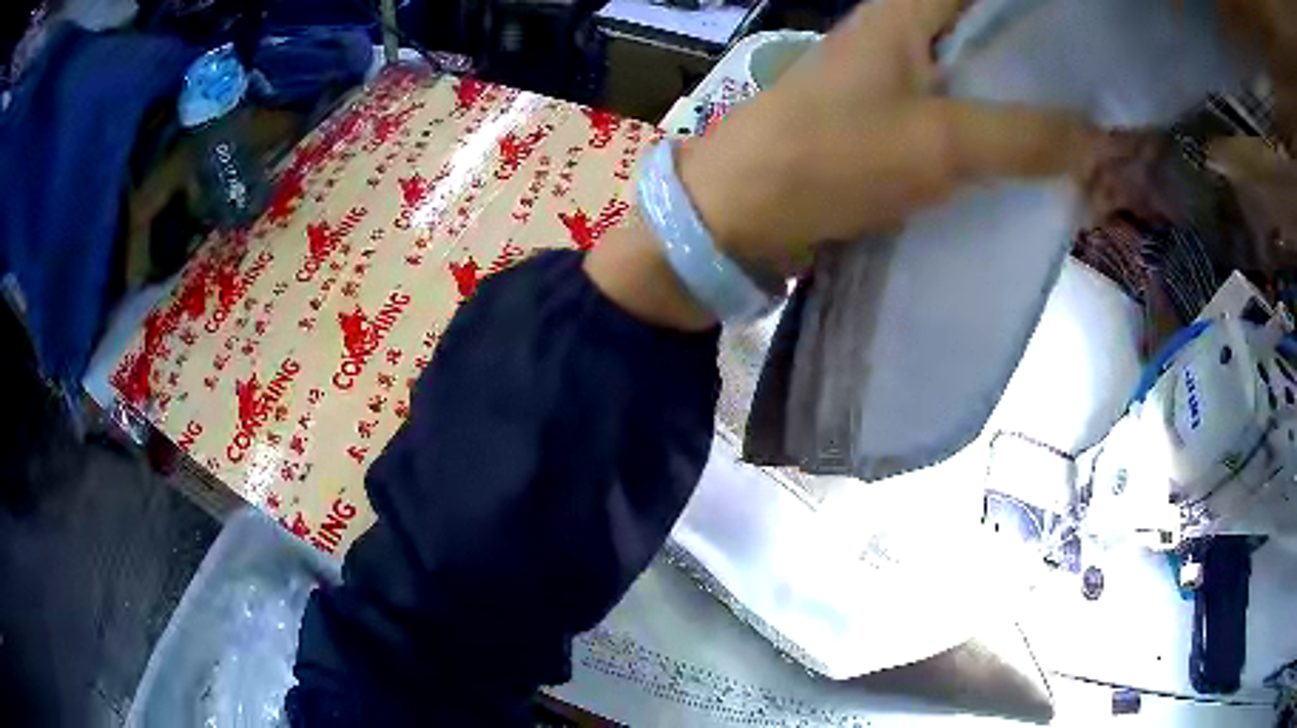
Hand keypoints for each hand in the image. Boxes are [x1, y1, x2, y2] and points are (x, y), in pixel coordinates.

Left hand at [587, 0, 1098, 330]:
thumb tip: (1101, 142)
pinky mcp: (894, 120)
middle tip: (1105, 91)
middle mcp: (904, 32)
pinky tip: (1036, 154)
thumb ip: (1024, 137)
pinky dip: (1000, 132)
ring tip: (1089, 123)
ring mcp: (898, 76)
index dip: (1039, 13)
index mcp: (907, 11)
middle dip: (1048, 62)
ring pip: (980, 75)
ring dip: (1029, 101)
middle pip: (990, 32)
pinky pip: (963, 114)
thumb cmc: (832, 157)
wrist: (744, 211)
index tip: (1090, 37)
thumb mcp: (939, 142)